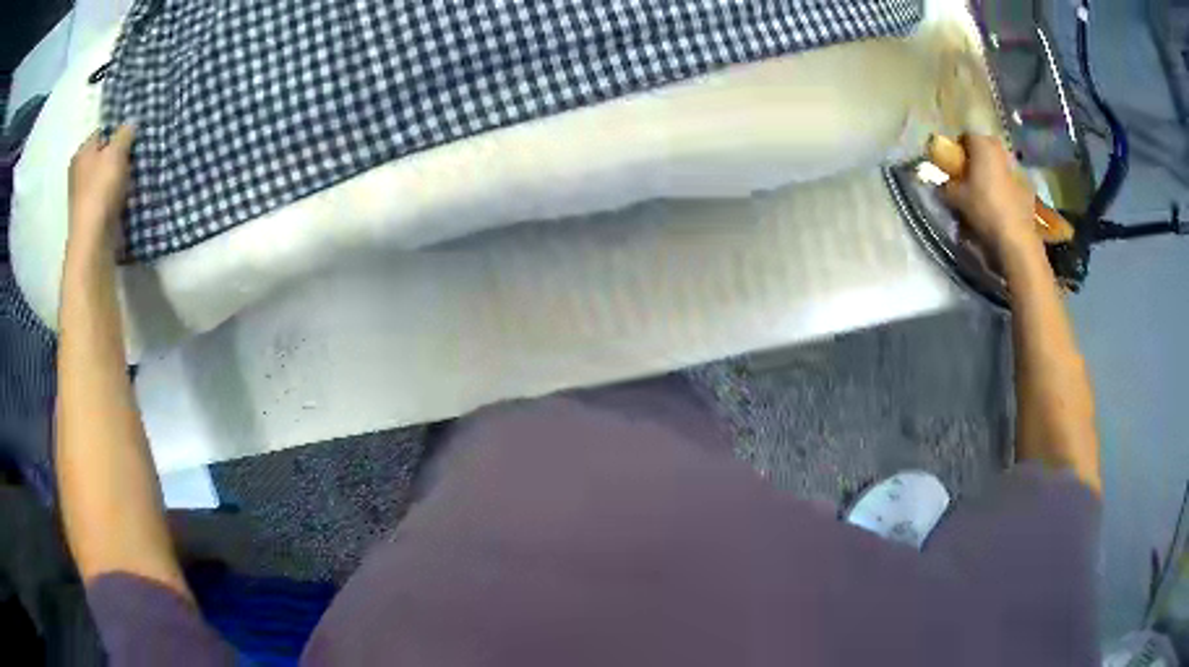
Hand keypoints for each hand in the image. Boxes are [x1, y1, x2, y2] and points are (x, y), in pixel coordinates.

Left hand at [68, 125, 135, 257]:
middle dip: (118, 156)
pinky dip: (116, 196)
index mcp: (81, 154)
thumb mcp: (116, 152)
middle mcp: (78, 173)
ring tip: (133, 175)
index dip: (117, 132)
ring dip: (118, 177)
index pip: (102, 132)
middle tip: (135, 155)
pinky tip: (127, 197)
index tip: (133, 136)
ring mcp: (83, 197)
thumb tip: (131, 123)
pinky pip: (106, 198)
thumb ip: (125, 133)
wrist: (93, 242)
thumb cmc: (100, 190)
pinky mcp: (91, 217)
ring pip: (105, 178)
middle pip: (103, 156)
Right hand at [941, 135, 1039, 259]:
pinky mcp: (1028, 188)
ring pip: (1000, 164)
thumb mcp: (955, 198)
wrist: (1015, 238)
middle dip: (977, 158)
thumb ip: (945, 186)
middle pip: (985, 147)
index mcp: (982, 144)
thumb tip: (941, 184)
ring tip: (986, 193)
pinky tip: (1002, 205)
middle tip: (969, 177)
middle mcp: (1001, 150)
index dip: (958, 148)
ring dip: (993, 172)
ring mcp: (1018, 169)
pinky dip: (1006, 188)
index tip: (954, 164)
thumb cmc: (983, 209)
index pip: (965, 136)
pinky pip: (1012, 182)